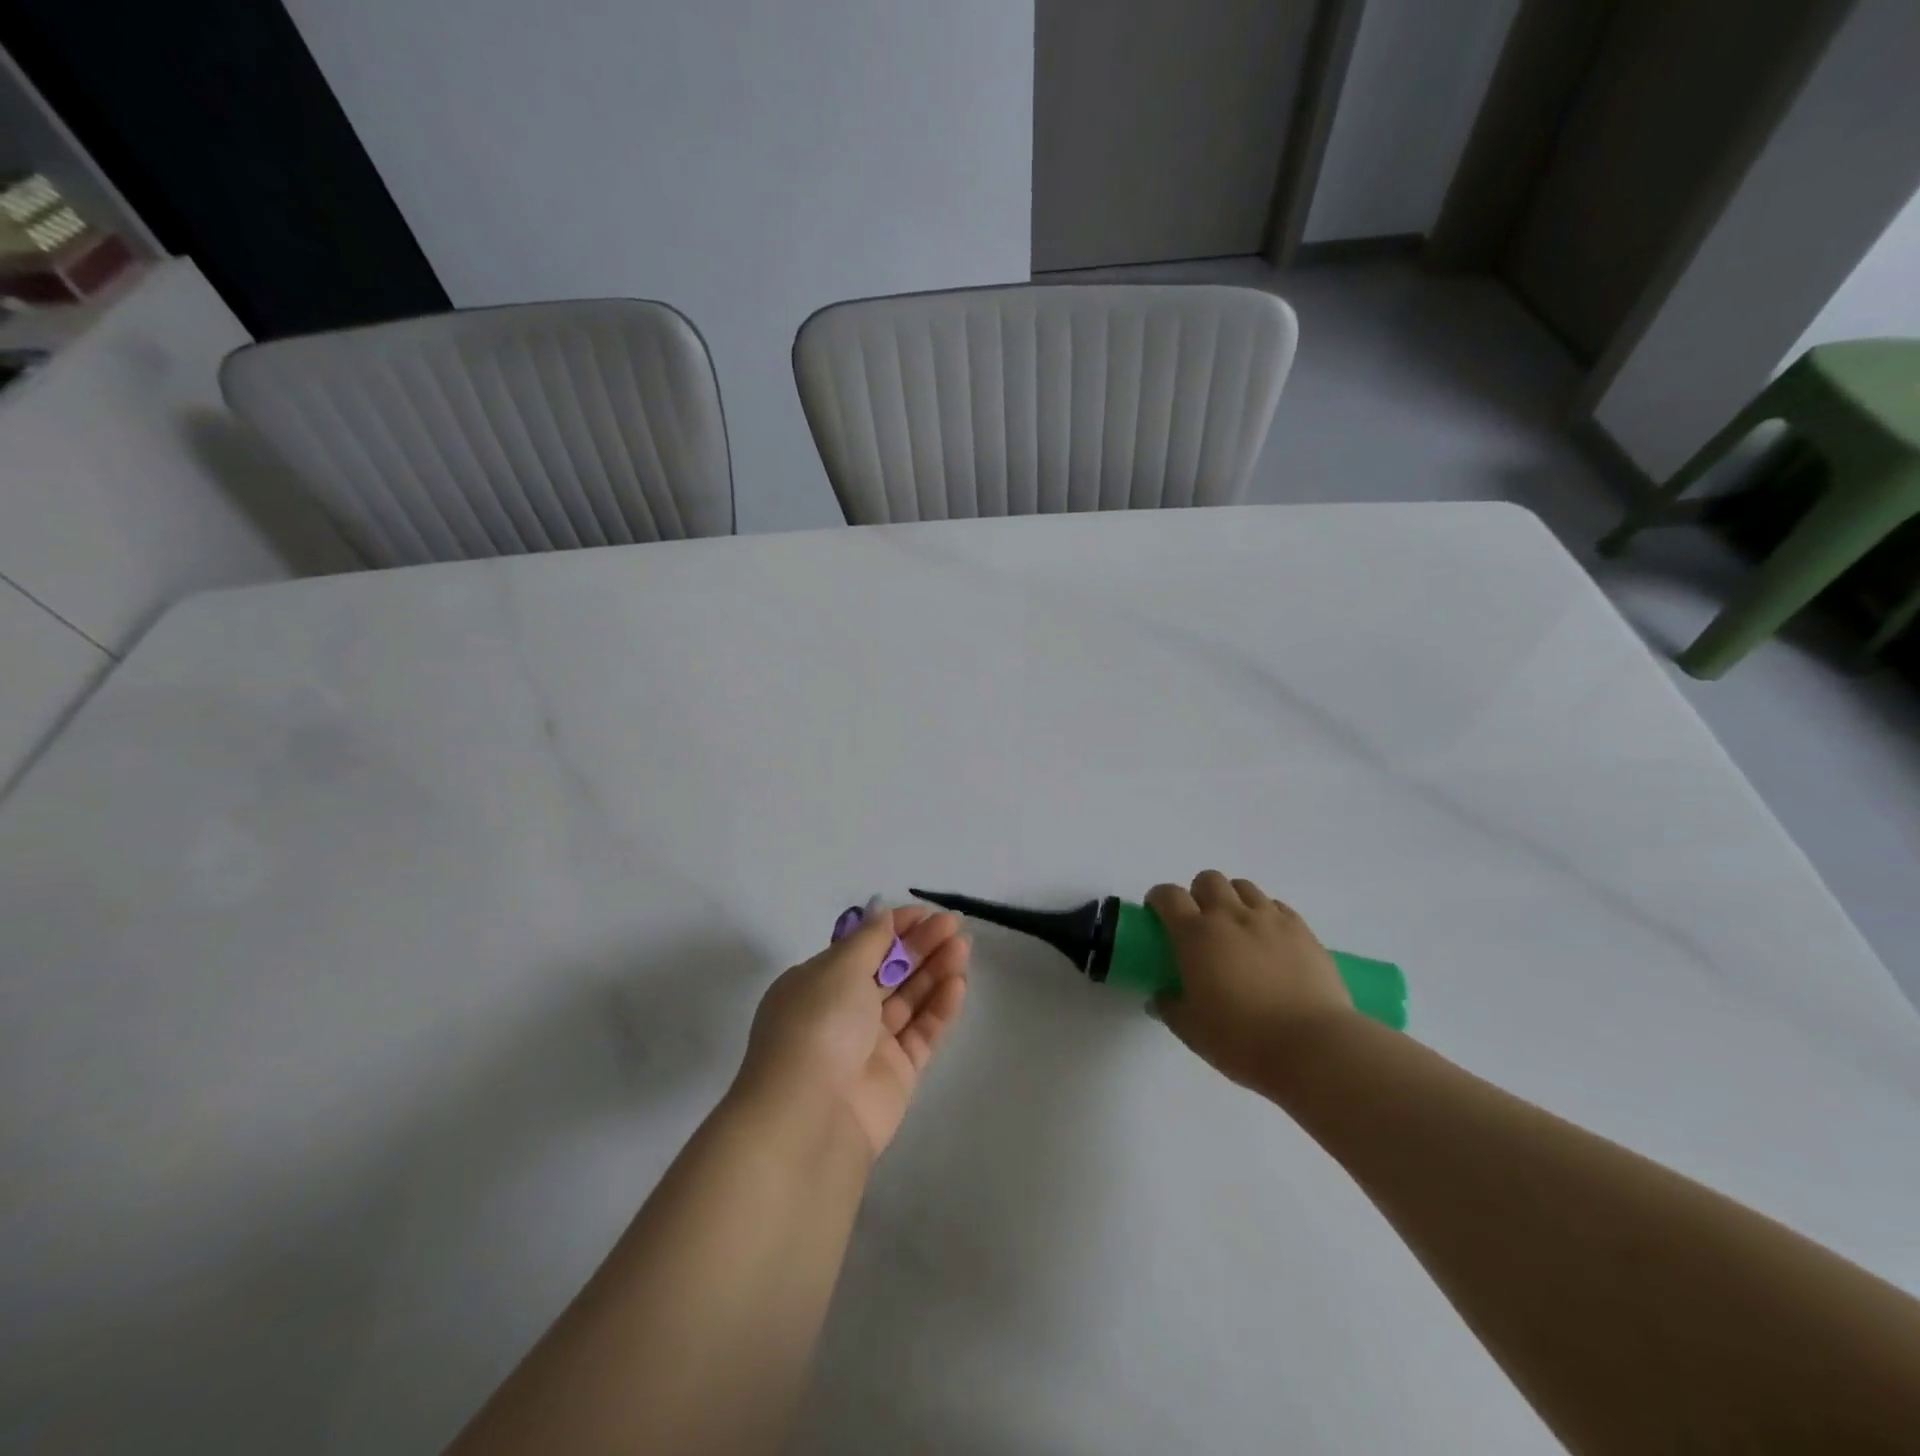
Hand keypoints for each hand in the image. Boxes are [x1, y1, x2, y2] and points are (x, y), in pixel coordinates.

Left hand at [738, 902, 969, 1158]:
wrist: (810, 1116)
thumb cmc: (819, 1025)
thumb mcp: (839, 968)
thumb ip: (869, 940)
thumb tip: (881, 913)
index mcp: (817, 984)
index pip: (861, 948)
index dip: (894, 929)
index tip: (925, 913)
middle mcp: (842, 1012)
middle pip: (888, 971)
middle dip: (920, 946)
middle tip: (953, 925)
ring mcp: (870, 1044)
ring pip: (909, 1000)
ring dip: (935, 971)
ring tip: (963, 948)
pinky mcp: (897, 1073)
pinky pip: (922, 1032)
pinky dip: (940, 1007)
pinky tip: (959, 984)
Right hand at [1147, 871, 1354, 1088]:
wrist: (1313, 1047)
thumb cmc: (1242, 1040)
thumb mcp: (1192, 1031)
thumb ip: (1169, 1008)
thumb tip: (1160, 997)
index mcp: (1196, 935)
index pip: (1169, 896)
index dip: (1158, 899)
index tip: (1157, 914)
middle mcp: (1230, 916)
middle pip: (1208, 880)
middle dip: (1198, 894)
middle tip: (1200, 923)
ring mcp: (1270, 919)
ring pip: (1244, 887)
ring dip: (1232, 899)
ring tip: (1236, 927)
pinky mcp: (1302, 929)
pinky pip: (1277, 905)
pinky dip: (1266, 914)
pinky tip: (1268, 939)